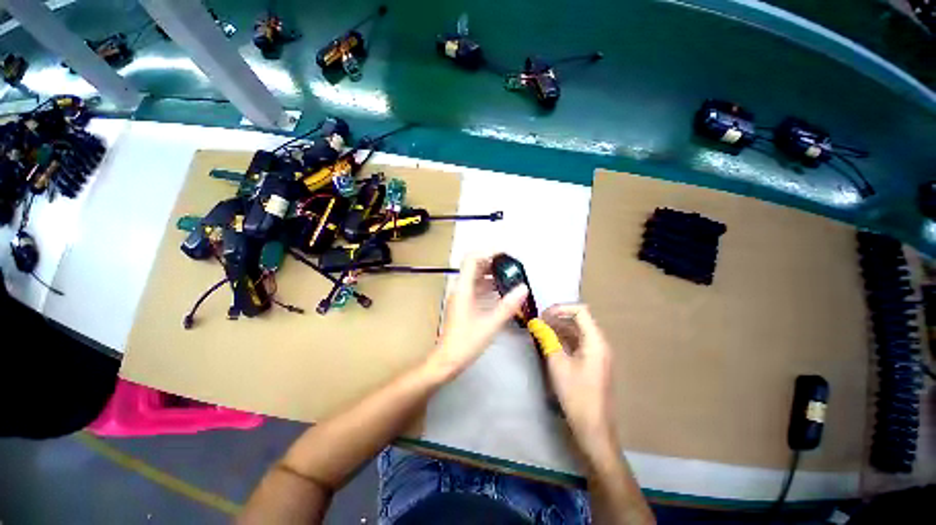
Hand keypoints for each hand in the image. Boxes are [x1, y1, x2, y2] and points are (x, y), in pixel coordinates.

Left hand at [425, 253, 528, 381]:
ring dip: (491, 275)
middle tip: (513, 268)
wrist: (447, 361)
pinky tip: (501, 294)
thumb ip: (508, 305)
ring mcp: (459, 299)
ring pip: (475, 278)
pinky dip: (488, 287)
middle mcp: (459, 290)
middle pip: (474, 266)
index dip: (489, 253)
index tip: (507, 256)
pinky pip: (475, 289)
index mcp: (463, 289)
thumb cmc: (466, 343)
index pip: (472, 259)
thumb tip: (523, 288)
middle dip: (493, 263)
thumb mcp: (491, 324)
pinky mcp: (462, 308)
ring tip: (511, 279)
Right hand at [542, 304, 616, 448]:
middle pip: (581, 322)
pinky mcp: (596, 367)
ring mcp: (600, 356)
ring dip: (562, 332)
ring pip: (580, 335)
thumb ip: (548, 342)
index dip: (560, 309)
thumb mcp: (559, 368)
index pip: (581, 311)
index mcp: (596, 341)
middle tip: (537, 326)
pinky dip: (567, 344)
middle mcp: (601, 344)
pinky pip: (582, 347)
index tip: (541, 316)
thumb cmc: (577, 395)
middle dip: (559, 320)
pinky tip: (552, 351)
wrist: (594, 424)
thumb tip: (537, 324)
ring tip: (541, 336)